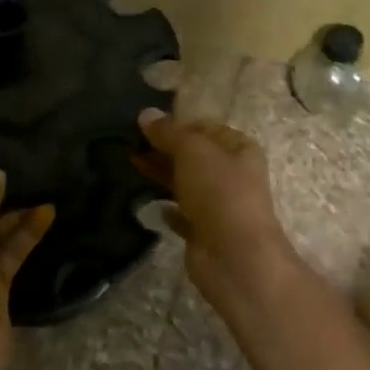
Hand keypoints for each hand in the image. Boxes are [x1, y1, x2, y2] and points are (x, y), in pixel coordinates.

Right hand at [136, 110, 296, 311]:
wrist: (234, 256)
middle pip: (195, 157)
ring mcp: (220, 206)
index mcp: (240, 149)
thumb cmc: (219, 192)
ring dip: (162, 175)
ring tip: (131, 164)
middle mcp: (233, 175)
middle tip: (130, 143)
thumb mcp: (193, 151)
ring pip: (187, 184)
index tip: (145, 125)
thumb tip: (146, 114)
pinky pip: (183, 215)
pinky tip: (149, 202)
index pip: (205, 128)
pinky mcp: (205, 233)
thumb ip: (168, 132)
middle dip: (165, 149)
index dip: (177, 124)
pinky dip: (168, 209)